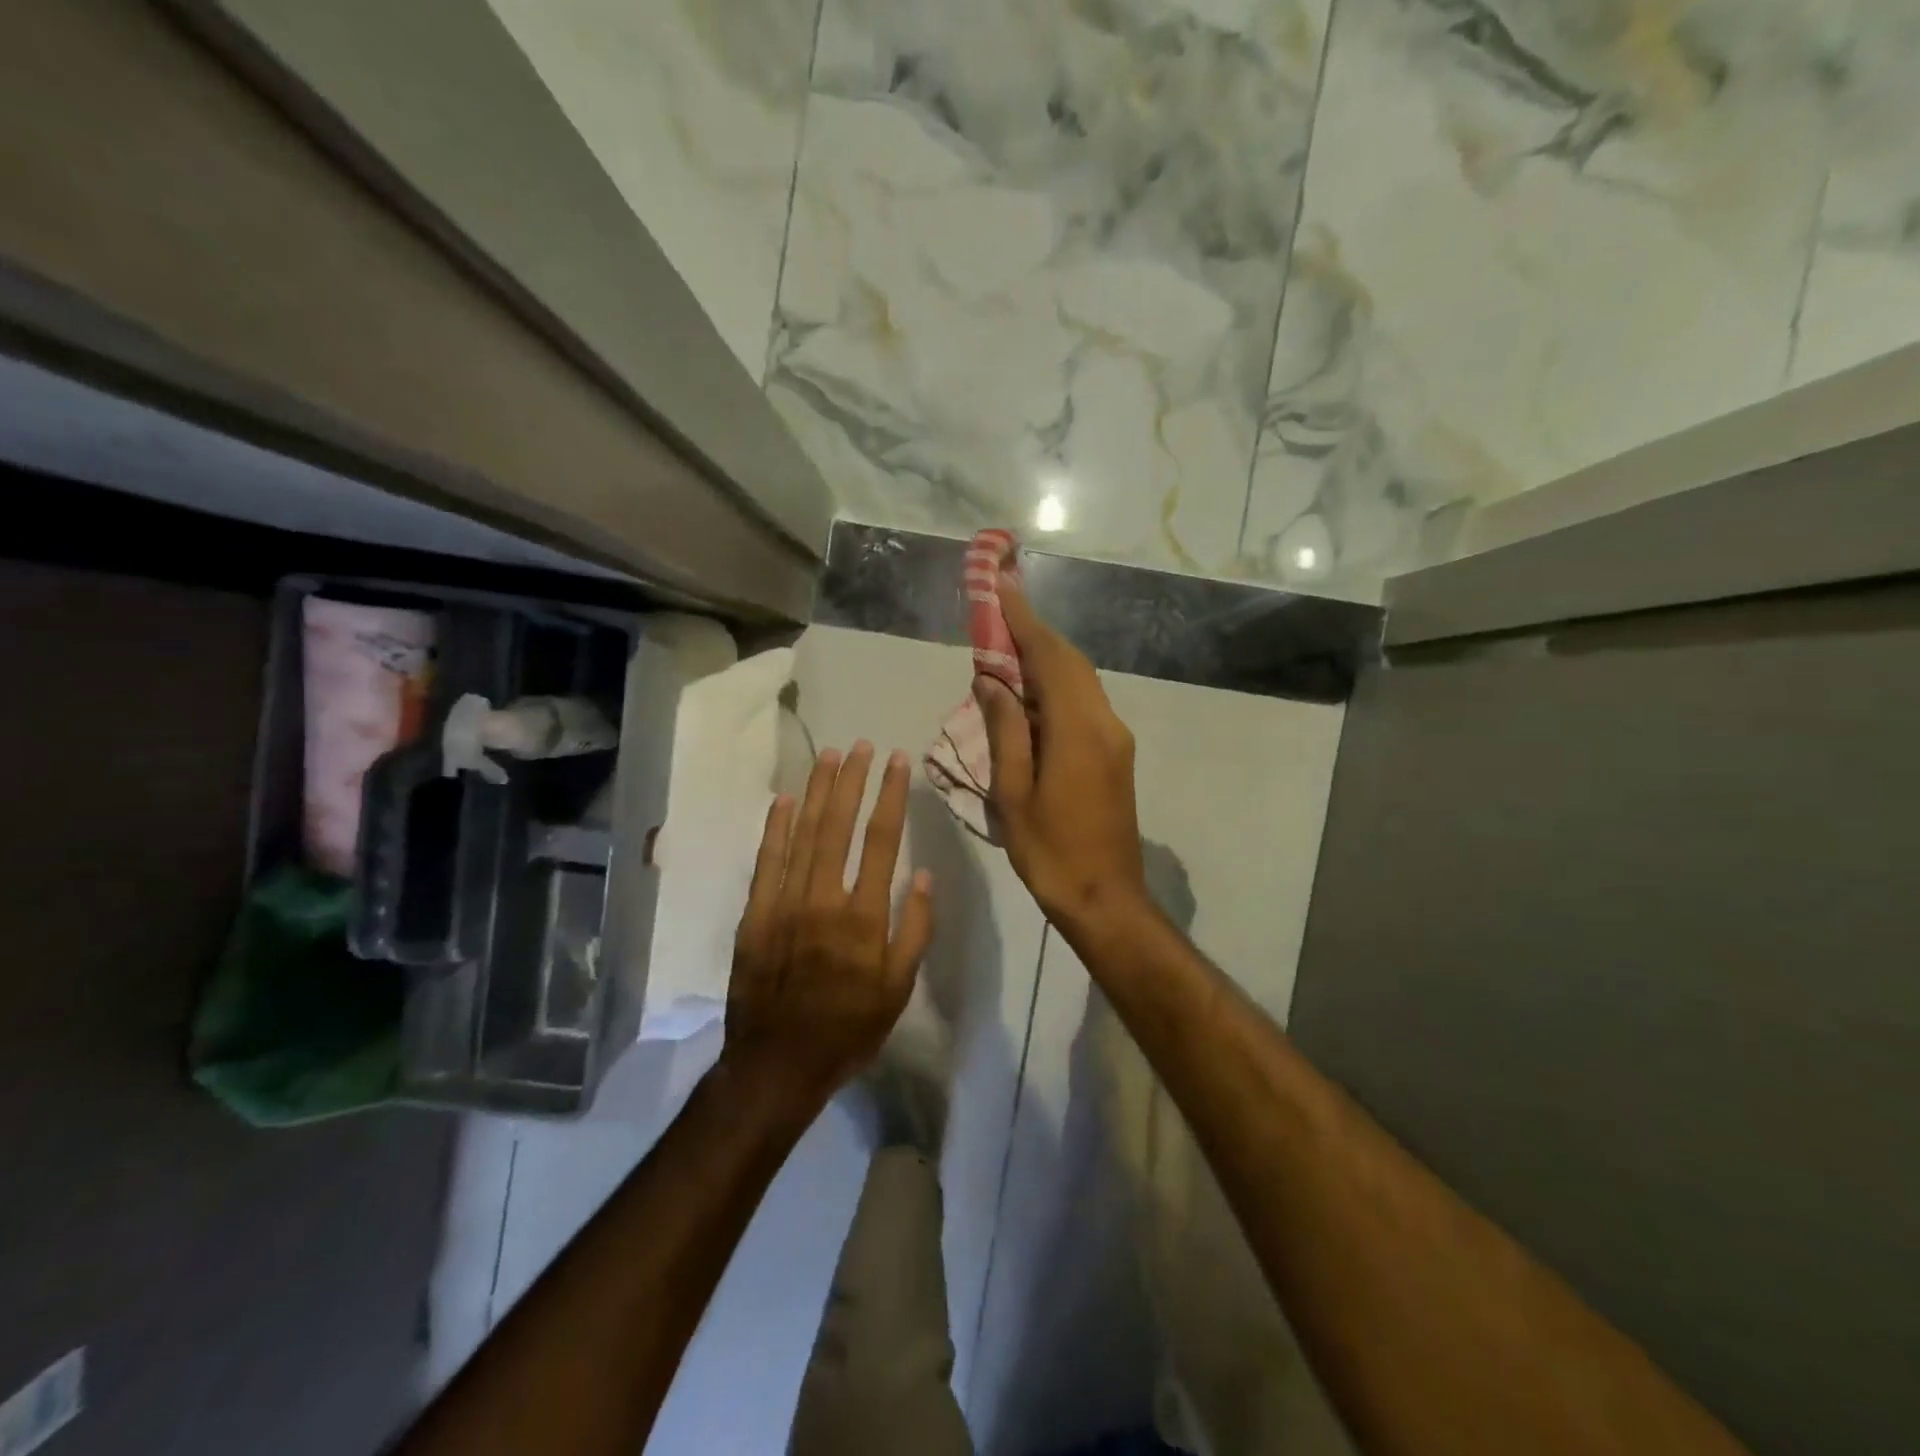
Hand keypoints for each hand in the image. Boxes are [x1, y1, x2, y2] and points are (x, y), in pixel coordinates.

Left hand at [723, 741, 933, 1104]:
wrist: (777, 1064)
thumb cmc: (848, 1029)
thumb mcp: (898, 989)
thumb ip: (914, 929)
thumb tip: (922, 875)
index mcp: (864, 917)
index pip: (882, 840)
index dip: (891, 796)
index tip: (898, 762)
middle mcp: (823, 899)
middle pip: (838, 826)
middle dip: (852, 780)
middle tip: (861, 745)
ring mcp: (784, 904)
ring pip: (802, 834)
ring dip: (816, 791)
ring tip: (829, 756)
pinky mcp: (755, 915)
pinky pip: (765, 861)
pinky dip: (774, 828)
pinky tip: (784, 799)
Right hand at [975, 575, 1147, 929]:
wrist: (1106, 899)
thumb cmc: (1050, 851)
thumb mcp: (1013, 793)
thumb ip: (1005, 730)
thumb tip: (992, 680)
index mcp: (1078, 729)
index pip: (1049, 657)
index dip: (1023, 620)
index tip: (1002, 586)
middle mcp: (1104, 723)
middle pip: (1070, 662)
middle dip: (1034, 633)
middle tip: (998, 613)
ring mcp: (1115, 738)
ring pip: (1080, 681)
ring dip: (1046, 659)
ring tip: (1006, 649)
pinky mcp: (1116, 754)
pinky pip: (1084, 703)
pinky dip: (1056, 686)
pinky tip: (1029, 694)